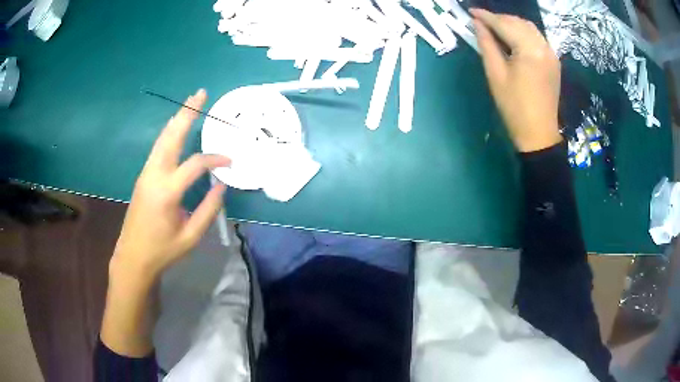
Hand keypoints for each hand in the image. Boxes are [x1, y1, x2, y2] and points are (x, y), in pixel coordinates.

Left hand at [111, 89, 230, 281]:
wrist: (133, 257)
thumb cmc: (162, 250)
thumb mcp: (190, 236)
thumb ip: (208, 210)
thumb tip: (221, 186)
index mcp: (167, 192)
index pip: (195, 165)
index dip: (215, 159)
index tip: (230, 162)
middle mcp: (154, 175)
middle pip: (171, 136)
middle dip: (187, 113)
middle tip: (201, 93)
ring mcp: (146, 173)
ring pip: (162, 138)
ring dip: (177, 119)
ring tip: (191, 102)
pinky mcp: (143, 176)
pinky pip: (158, 148)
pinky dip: (170, 132)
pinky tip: (177, 128)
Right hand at [471, 8, 562, 152]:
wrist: (538, 133)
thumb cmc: (514, 106)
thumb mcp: (495, 74)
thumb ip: (487, 44)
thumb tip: (478, 24)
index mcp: (529, 50)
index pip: (504, 24)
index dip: (486, 16)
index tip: (471, 12)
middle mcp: (543, 47)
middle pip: (518, 22)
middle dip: (499, 18)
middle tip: (482, 21)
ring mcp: (551, 54)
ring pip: (529, 28)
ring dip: (511, 24)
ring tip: (495, 28)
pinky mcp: (554, 61)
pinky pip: (537, 38)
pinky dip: (523, 33)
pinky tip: (513, 38)